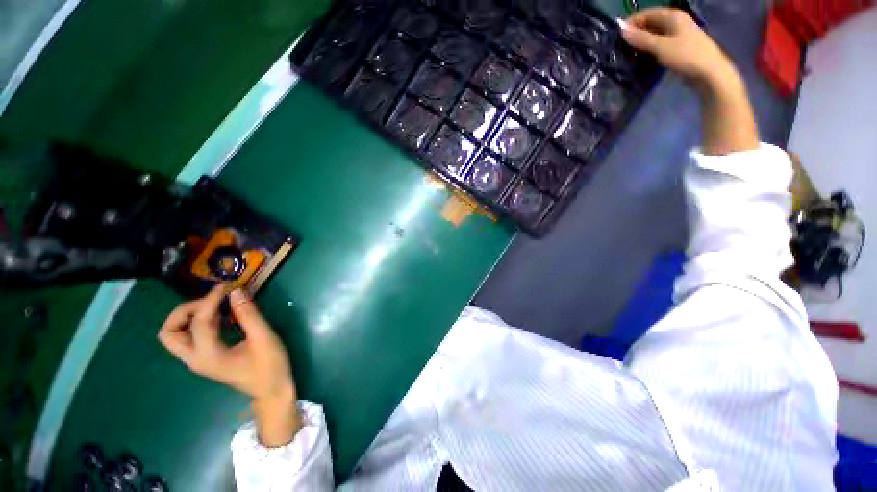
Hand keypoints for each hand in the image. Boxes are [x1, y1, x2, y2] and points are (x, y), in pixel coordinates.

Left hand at [158, 285, 300, 445]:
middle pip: (169, 332)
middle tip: (211, 300)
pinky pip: (192, 336)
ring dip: (192, 315)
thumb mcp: (263, 338)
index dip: (211, 300)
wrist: (272, 390)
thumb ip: (249, 315)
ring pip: (177, 334)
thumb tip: (236, 292)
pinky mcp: (207, 358)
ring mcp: (199, 360)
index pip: (199, 322)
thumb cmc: (270, 366)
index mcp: (208, 356)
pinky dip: (202, 322)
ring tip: (219, 304)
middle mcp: (195, 359)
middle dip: (185, 311)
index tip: (228, 286)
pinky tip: (224, 315)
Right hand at [619, 8, 734, 87]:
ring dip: (641, 43)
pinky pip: (659, 45)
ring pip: (654, 35)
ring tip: (627, 53)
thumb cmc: (686, 56)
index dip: (631, 22)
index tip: (616, 36)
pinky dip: (649, 49)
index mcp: (672, 16)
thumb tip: (621, 30)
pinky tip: (641, 58)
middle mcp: (675, 22)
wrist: (709, 73)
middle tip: (619, 47)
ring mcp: (678, 35)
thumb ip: (641, 38)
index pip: (646, 13)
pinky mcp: (678, 48)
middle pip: (651, 23)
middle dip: (636, 33)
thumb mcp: (661, 46)